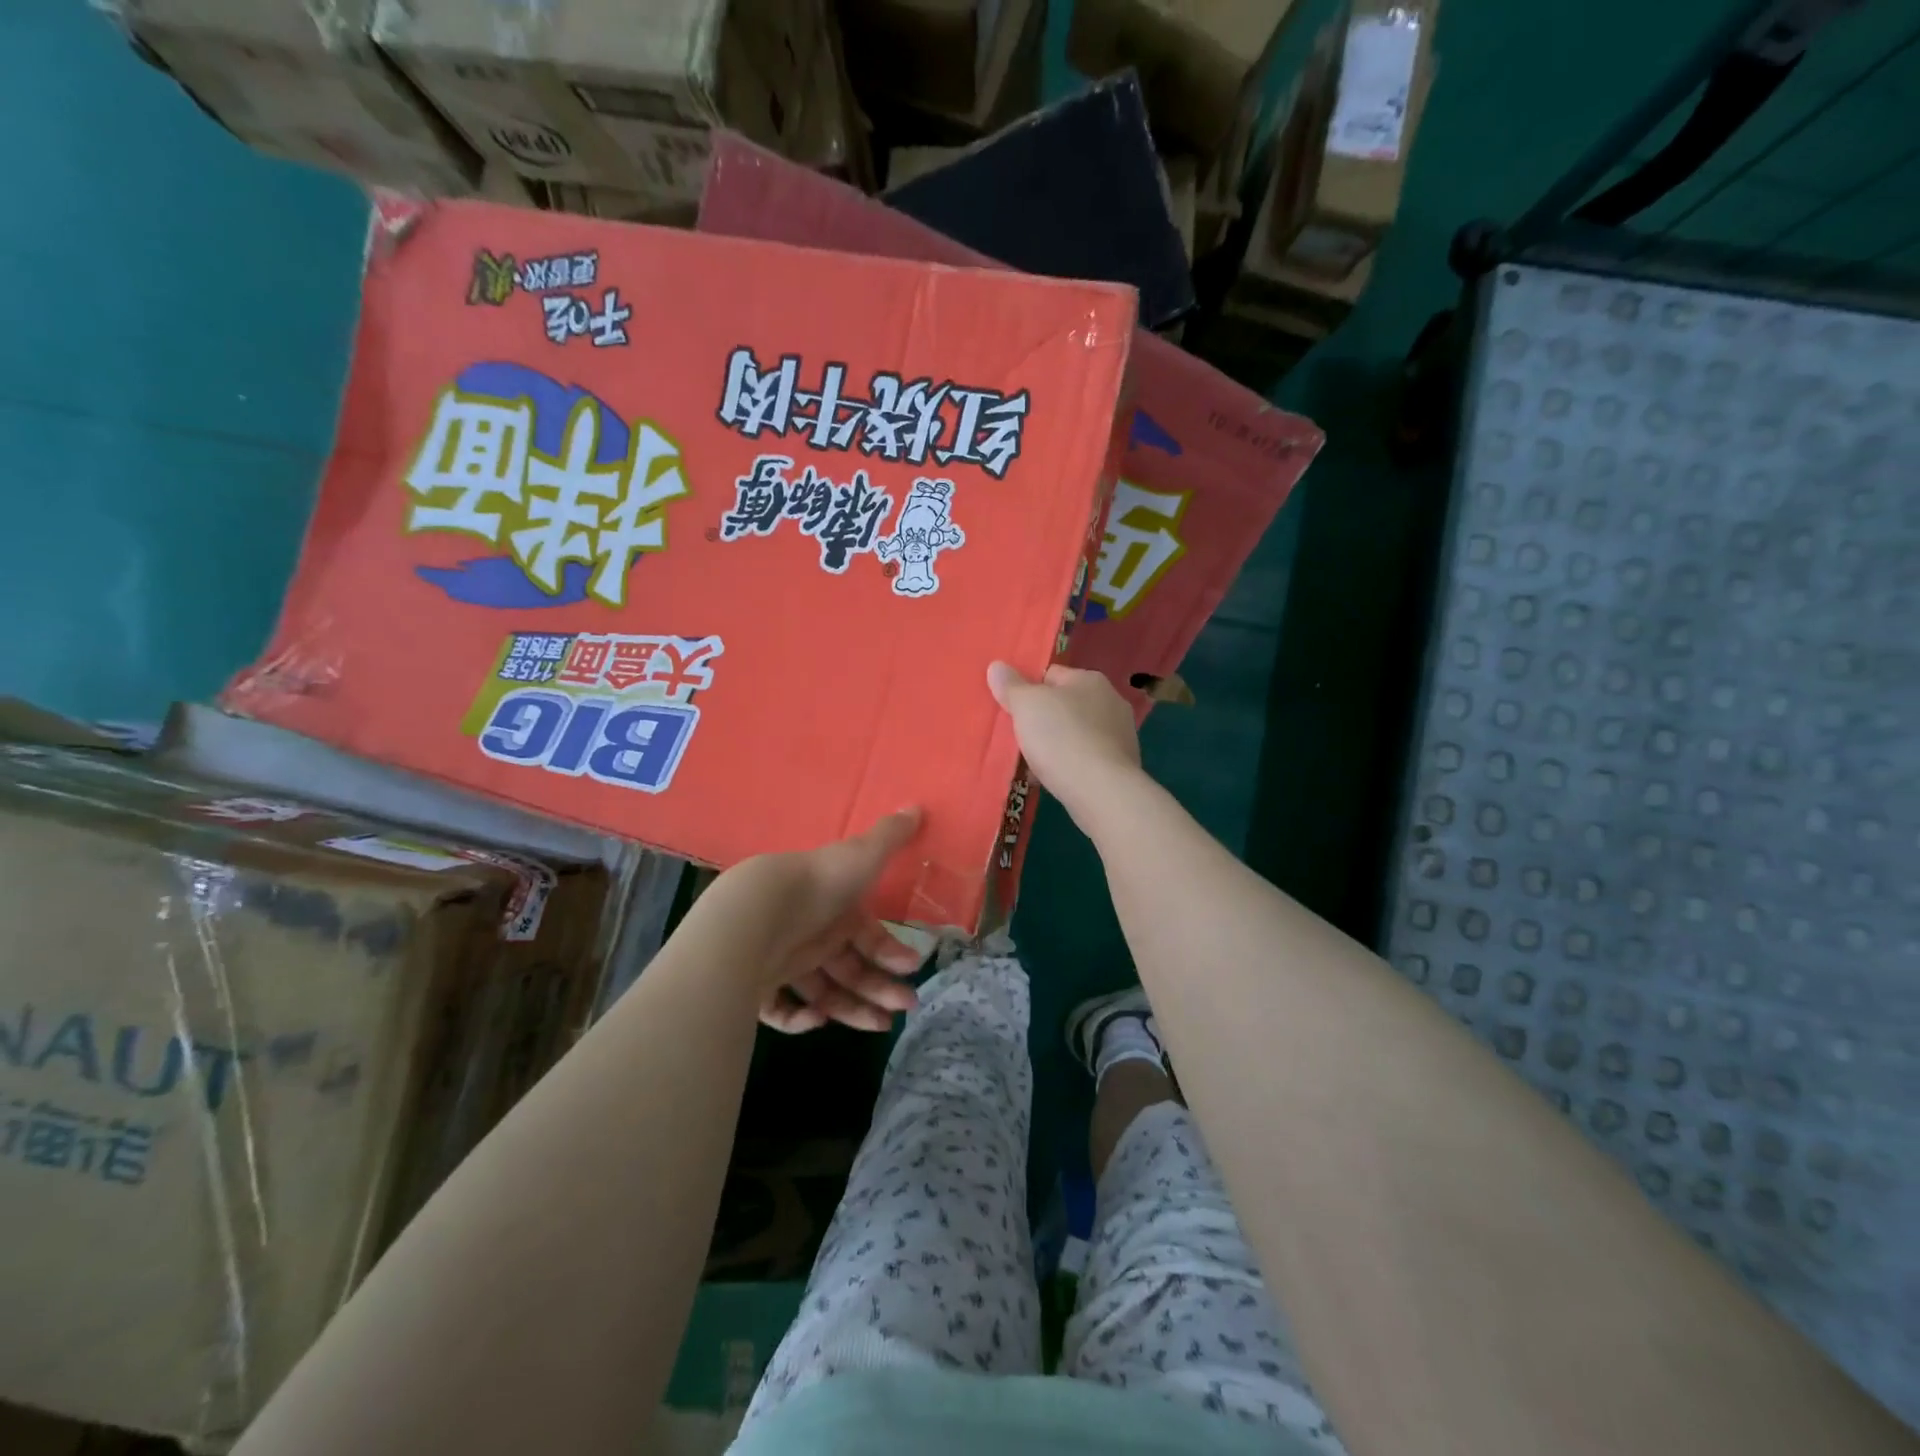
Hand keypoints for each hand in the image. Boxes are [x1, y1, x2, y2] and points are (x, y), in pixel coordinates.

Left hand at [705, 809, 926, 1033]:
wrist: (758, 912)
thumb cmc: (818, 884)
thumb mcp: (862, 855)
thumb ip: (890, 836)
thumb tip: (917, 806)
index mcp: (835, 908)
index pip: (868, 937)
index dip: (891, 953)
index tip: (911, 968)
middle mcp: (812, 934)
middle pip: (850, 969)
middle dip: (879, 989)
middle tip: (901, 1008)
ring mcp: (784, 961)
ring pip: (823, 992)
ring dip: (851, 1010)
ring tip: (877, 1026)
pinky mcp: (759, 986)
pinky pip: (782, 1009)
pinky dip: (800, 1018)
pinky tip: (816, 1019)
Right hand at [987, 662, 1141, 815]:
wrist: (1102, 791)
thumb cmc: (1062, 738)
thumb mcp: (1027, 705)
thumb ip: (1011, 685)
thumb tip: (997, 666)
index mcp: (1090, 679)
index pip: (1051, 674)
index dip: (1028, 690)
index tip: (1011, 710)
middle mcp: (1111, 701)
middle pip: (1064, 705)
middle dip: (1042, 720)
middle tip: (1019, 737)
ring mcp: (1120, 735)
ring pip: (1075, 734)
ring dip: (1056, 745)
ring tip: (1032, 764)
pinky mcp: (1121, 765)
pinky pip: (1086, 759)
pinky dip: (1070, 766)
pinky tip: (1053, 780)